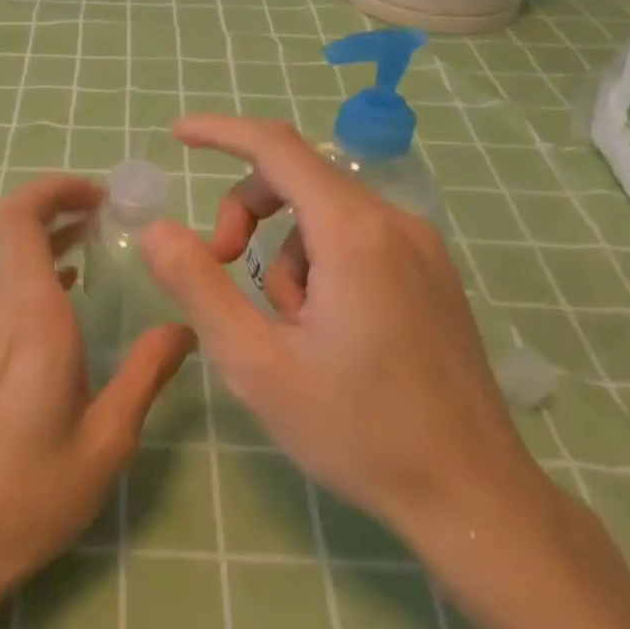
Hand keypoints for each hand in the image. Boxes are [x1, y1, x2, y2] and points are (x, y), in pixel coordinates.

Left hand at [0, 175, 195, 598]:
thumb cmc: (34, 492)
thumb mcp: (108, 438)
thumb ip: (146, 373)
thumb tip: (182, 328)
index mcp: (31, 318)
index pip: (19, 218)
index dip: (53, 189)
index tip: (100, 195)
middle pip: (10, 230)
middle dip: (57, 208)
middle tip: (108, 215)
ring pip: (4, 262)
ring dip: (46, 242)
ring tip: (96, 247)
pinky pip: (1, 296)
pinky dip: (35, 277)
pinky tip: (70, 303)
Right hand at [138, 116, 548, 544]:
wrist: (473, 496)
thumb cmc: (357, 430)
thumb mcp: (257, 363)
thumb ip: (198, 286)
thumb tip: (156, 229)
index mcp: (353, 233)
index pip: (276, 147)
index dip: (220, 132)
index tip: (177, 135)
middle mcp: (395, 223)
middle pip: (299, 179)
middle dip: (245, 212)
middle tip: (220, 269)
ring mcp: (422, 248)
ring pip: (325, 216)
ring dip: (284, 255)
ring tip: (288, 329)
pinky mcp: (432, 275)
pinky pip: (357, 241)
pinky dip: (319, 267)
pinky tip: (326, 332)